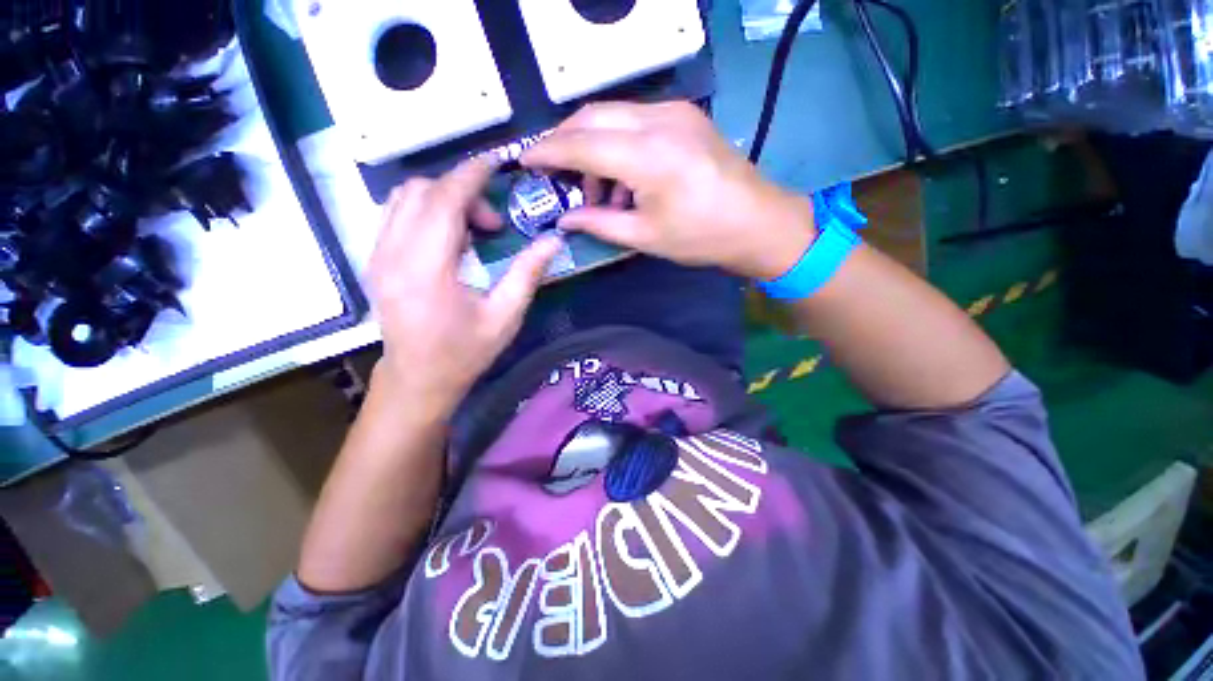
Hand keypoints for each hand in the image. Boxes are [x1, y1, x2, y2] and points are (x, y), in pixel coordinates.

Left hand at [368, 156, 560, 412]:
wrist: (418, 378)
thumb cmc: (465, 352)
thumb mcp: (505, 316)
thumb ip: (527, 274)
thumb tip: (552, 240)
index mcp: (427, 270)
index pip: (443, 201)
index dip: (470, 175)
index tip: (495, 164)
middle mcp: (393, 255)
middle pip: (420, 191)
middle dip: (461, 192)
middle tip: (492, 225)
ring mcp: (377, 256)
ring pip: (402, 198)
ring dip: (441, 200)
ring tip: (471, 232)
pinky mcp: (374, 261)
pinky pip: (395, 215)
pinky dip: (425, 212)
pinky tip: (447, 239)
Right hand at [522, 101, 815, 280]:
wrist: (758, 223)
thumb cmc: (701, 237)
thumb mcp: (644, 237)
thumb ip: (598, 223)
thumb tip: (564, 219)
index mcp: (648, 155)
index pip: (581, 142)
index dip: (547, 152)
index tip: (524, 161)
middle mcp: (659, 120)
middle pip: (592, 116)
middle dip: (565, 143)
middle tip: (555, 176)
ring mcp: (675, 113)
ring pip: (612, 115)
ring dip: (594, 148)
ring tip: (598, 195)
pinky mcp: (685, 117)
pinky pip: (636, 121)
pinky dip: (618, 146)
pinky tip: (623, 181)